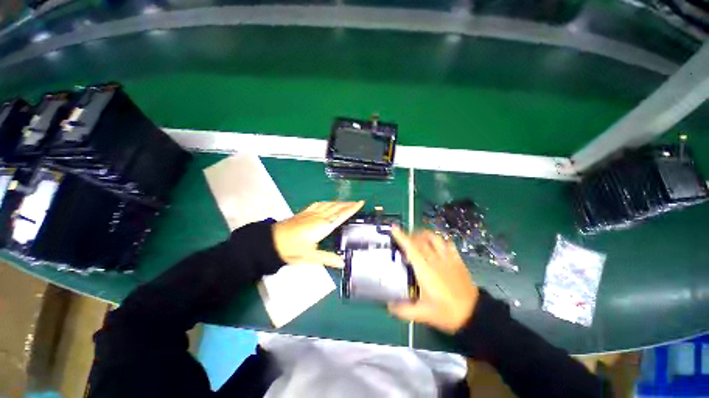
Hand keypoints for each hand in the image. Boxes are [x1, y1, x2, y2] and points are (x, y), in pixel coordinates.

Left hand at [273, 201, 364, 267]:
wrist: (271, 241)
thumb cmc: (291, 249)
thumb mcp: (310, 257)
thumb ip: (328, 259)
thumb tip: (342, 264)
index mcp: (323, 226)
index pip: (341, 215)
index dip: (351, 209)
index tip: (360, 203)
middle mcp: (319, 217)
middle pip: (336, 207)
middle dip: (348, 204)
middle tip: (357, 202)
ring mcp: (311, 213)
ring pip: (329, 204)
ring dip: (339, 202)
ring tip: (346, 202)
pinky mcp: (304, 212)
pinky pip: (319, 204)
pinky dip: (327, 202)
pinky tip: (328, 202)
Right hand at [388, 226, 478, 333]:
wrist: (474, 315)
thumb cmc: (446, 313)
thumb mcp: (423, 314)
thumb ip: (404, 310)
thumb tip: (389, 305)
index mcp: (425, 270)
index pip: (411, 248)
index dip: (401, 237)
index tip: (394, 228)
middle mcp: (435, 260)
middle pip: (420, 240)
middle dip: (410, 235)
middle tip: (403, 238)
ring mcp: (448, 259)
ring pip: (434, 238)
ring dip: (424, 234)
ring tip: (418, 237)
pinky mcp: (457, 260)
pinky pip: (448, 244)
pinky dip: (440, 240)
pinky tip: (436, 243)